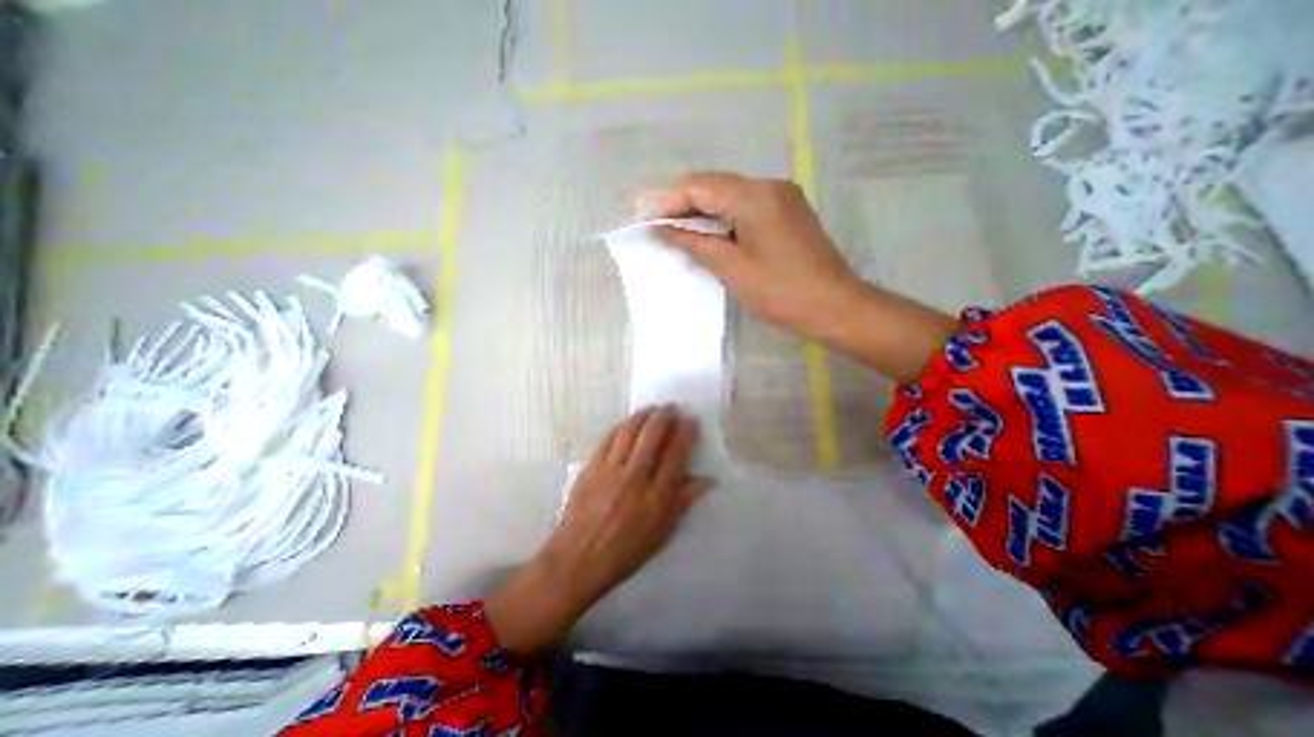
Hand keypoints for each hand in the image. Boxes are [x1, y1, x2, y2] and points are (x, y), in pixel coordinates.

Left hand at [484, 406, 709, 653]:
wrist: (578, 559)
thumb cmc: (625, 551)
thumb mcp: (662, 533)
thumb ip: (684, 502)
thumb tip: (708, 480)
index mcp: (657, 496)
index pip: (675, 454)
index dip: (685, 433)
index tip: (690, 420)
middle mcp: (636, 476)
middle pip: (653, 435)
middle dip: (665, 416)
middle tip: (671, 407)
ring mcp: (611, 469)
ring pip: (630, 431)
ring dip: (643, 415)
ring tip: (652, 408)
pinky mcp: (591, 467)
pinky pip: (608, 438)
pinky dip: (621, 426)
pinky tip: (627, 423)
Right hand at [655, 170, 865, 339]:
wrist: (835, 306)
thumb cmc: (780, 292)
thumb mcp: (731, 268)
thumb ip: (694, 243)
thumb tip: (663, 229)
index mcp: (754, 195)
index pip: (699, 185)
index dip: (670, 202)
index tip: (651, 225)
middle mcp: (769, 185)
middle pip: (715, 185)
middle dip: (685, 206)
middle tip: (664, 231)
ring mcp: (783, 197)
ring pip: (731, 195)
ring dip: (705, 213)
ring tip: (684, 236)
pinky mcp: (789, 211)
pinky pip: (748, 206)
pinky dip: (726, 218)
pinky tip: (715, 237)